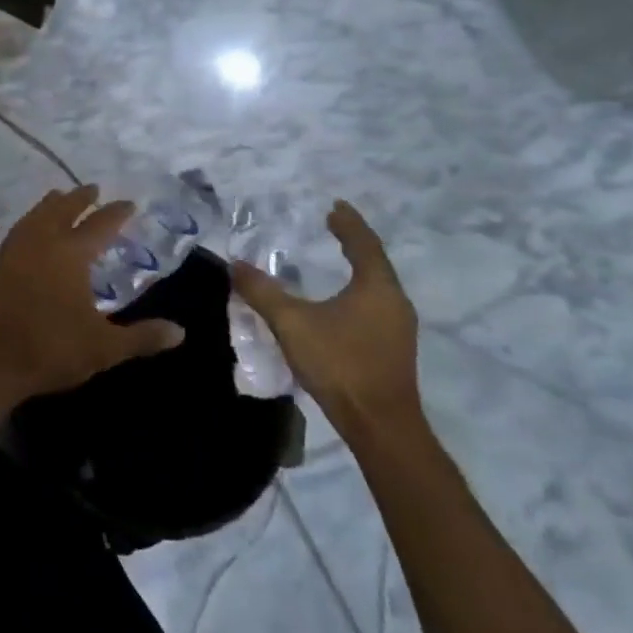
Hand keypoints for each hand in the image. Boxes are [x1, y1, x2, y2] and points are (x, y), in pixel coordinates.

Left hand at [0, 185, 184, 406]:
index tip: (128, 203)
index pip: (99, 226)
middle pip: (62, 211)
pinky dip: (29, 222)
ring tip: (58, 197)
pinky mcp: (0, 268)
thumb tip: (181, 331)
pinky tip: (29, 230)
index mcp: (70, 255)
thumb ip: (142, 337)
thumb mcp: (104, 347)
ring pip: (36, 217)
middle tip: (92, 188)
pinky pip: (19, 232)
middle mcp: (43, 244)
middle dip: (79, 199)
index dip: (115, 214)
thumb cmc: (51, 348)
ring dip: (50, 205)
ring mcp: (17, 254)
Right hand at [231, 201, 420, 435]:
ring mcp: (398, 328)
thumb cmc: (340, 364)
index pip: (364, 244)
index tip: (335, 206)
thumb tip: (235, 265)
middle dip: (354, 242)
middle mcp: (394, 302)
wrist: (380, 426)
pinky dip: (359, 291)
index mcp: (376, 287)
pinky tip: (342, 301)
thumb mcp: (292, 323)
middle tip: (332, 226)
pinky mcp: (393, 349)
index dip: (348, 223)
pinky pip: (376, 305)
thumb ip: (263, 292)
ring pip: (377, 286)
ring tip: (336, 257)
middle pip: (375, 262)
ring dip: (358, 268)